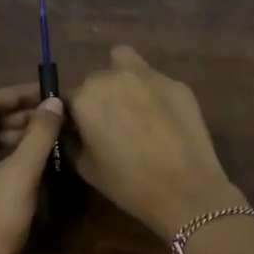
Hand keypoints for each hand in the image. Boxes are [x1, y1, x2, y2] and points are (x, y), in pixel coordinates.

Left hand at [0, 83, 65, 253]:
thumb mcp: (20, 173)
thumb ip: (39, 133)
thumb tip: (57, 101)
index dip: (16, 96)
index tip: (47, 91)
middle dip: (20, 117)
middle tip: (56, 113)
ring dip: (20, 136)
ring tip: (53, 131)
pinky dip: (14, 156)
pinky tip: (41, 155)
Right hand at [67, 47, 241, 241]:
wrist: (184, 189)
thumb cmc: (127, 183)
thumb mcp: (86, 168)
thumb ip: (73, 141)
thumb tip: (73, 131)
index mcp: (86, 97)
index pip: (69, 98)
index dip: (74, 116)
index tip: (82, 132)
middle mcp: (114, 77)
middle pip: (97, 79)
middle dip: (99, 97)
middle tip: (111, 123)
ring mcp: (149, 76)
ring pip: (126, 64)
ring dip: (124, 81)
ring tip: (135, 110)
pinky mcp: (178, 85)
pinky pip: (156, 82)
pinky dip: (154, 95)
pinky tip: (165, 120)